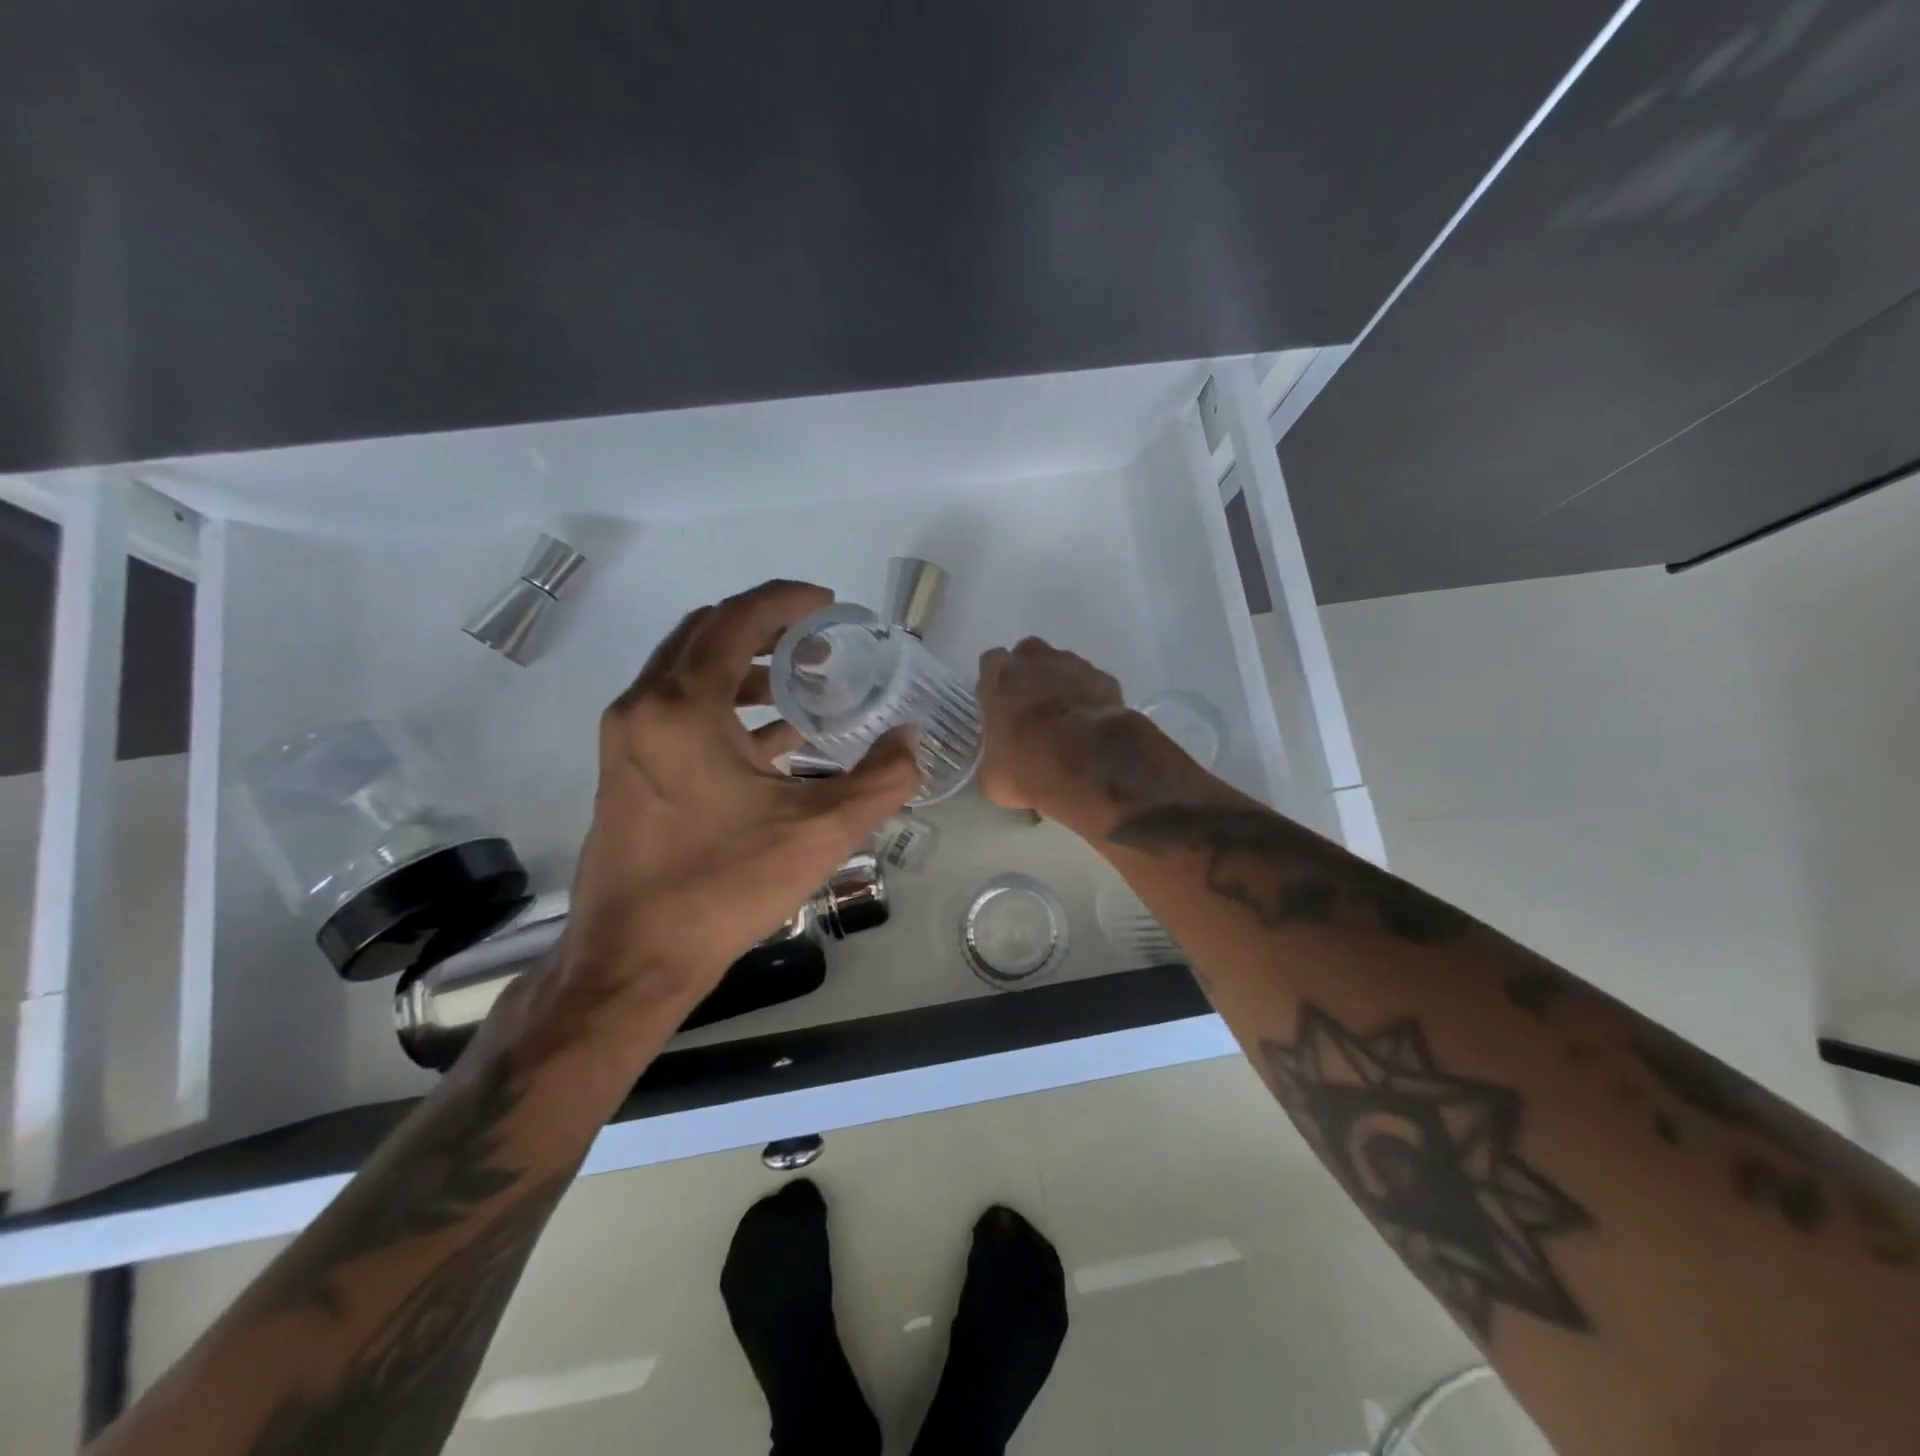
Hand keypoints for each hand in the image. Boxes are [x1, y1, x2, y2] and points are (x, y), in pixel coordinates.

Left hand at [541, 581, 918, 1050]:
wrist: (633, 960)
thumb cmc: (723, 887)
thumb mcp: (819, 833)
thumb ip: (880, 779)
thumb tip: (910, 740)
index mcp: (681, 707)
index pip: (736, 620)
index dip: (786, 601)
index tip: (829, 604)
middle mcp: (643, 707)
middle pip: (705, 634)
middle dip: (765, 627)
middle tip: (818, 640)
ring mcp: (627, 739)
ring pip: (687, 671)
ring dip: (745, 666)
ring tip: (801, 683)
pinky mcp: (626, 769)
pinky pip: (677, 710)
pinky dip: (725, 705)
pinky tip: (773, 738)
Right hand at [976, 637, 1142, 815]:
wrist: (1092, 763)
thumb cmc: (1030, 766)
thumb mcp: (992, 778)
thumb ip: (989, 759)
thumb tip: (995, 763)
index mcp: (999, 679)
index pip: (990, 663)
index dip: (994, 683)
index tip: (998, 705)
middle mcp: (1034, 662)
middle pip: (1027, 655)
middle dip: (1027, 674)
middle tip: (1029, 705)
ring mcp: (1073, 666)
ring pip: (1061, 664)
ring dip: (1058, 683)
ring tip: (1062, 717)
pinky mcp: (1105, 679)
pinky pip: (1090, 683)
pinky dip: (1087, 697)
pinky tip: (1089, 723)